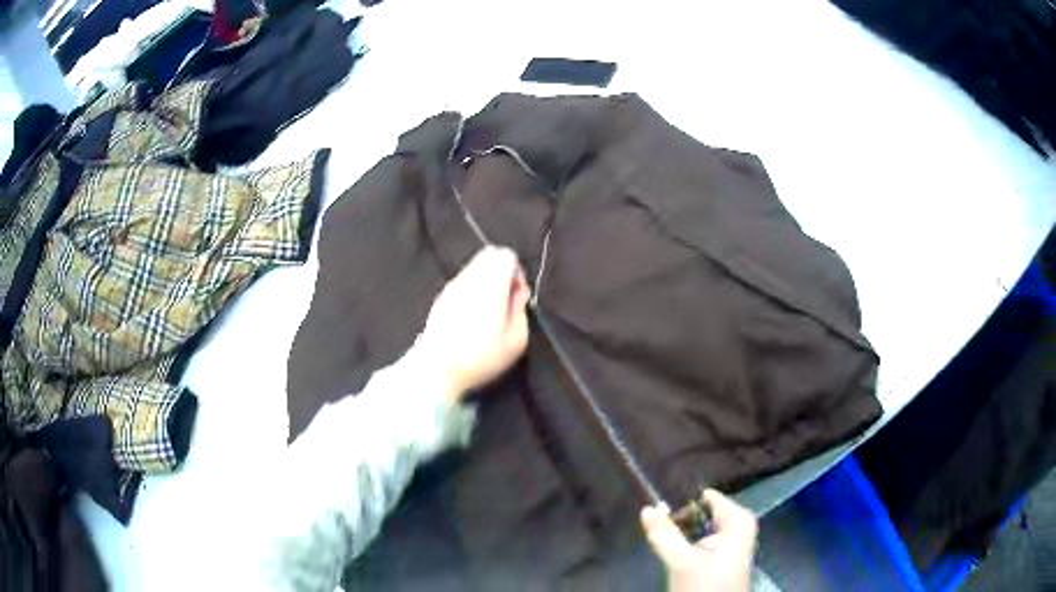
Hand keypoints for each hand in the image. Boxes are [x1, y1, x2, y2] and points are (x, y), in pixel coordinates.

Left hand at [416, 246, 530, 401]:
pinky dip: (471, 291)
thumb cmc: (482, 356)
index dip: (517, 273)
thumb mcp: (516, 339)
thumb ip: (521, 309)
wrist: (438, 369)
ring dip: (485, 282)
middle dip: (501, 274)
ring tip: (488, 312)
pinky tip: (471, 317)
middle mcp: (470, 277)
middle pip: (489, 256)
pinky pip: (462, 283)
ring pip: (474, 268)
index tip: (517, 298)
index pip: (507, 255)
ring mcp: (452, 286)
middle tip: (504, 303)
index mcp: (491, 282)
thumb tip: (518, 292)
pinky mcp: (440, 298)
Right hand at [642, 489, 756, 591]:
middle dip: (679, 516)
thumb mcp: (682, 562)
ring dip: (680, 531)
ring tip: (659, 534)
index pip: (707, 497)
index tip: (656, 502)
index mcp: (738, 519)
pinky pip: (700, 539)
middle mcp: (738, 525)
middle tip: (654, 521)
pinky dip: (685, 541)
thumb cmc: (706, 587)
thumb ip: (664, 535)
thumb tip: (647, 508)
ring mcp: (731, 541)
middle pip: (702, 512)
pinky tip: (672, 549)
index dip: (681, 498)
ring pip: (699, 527)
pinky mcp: (721, 556)